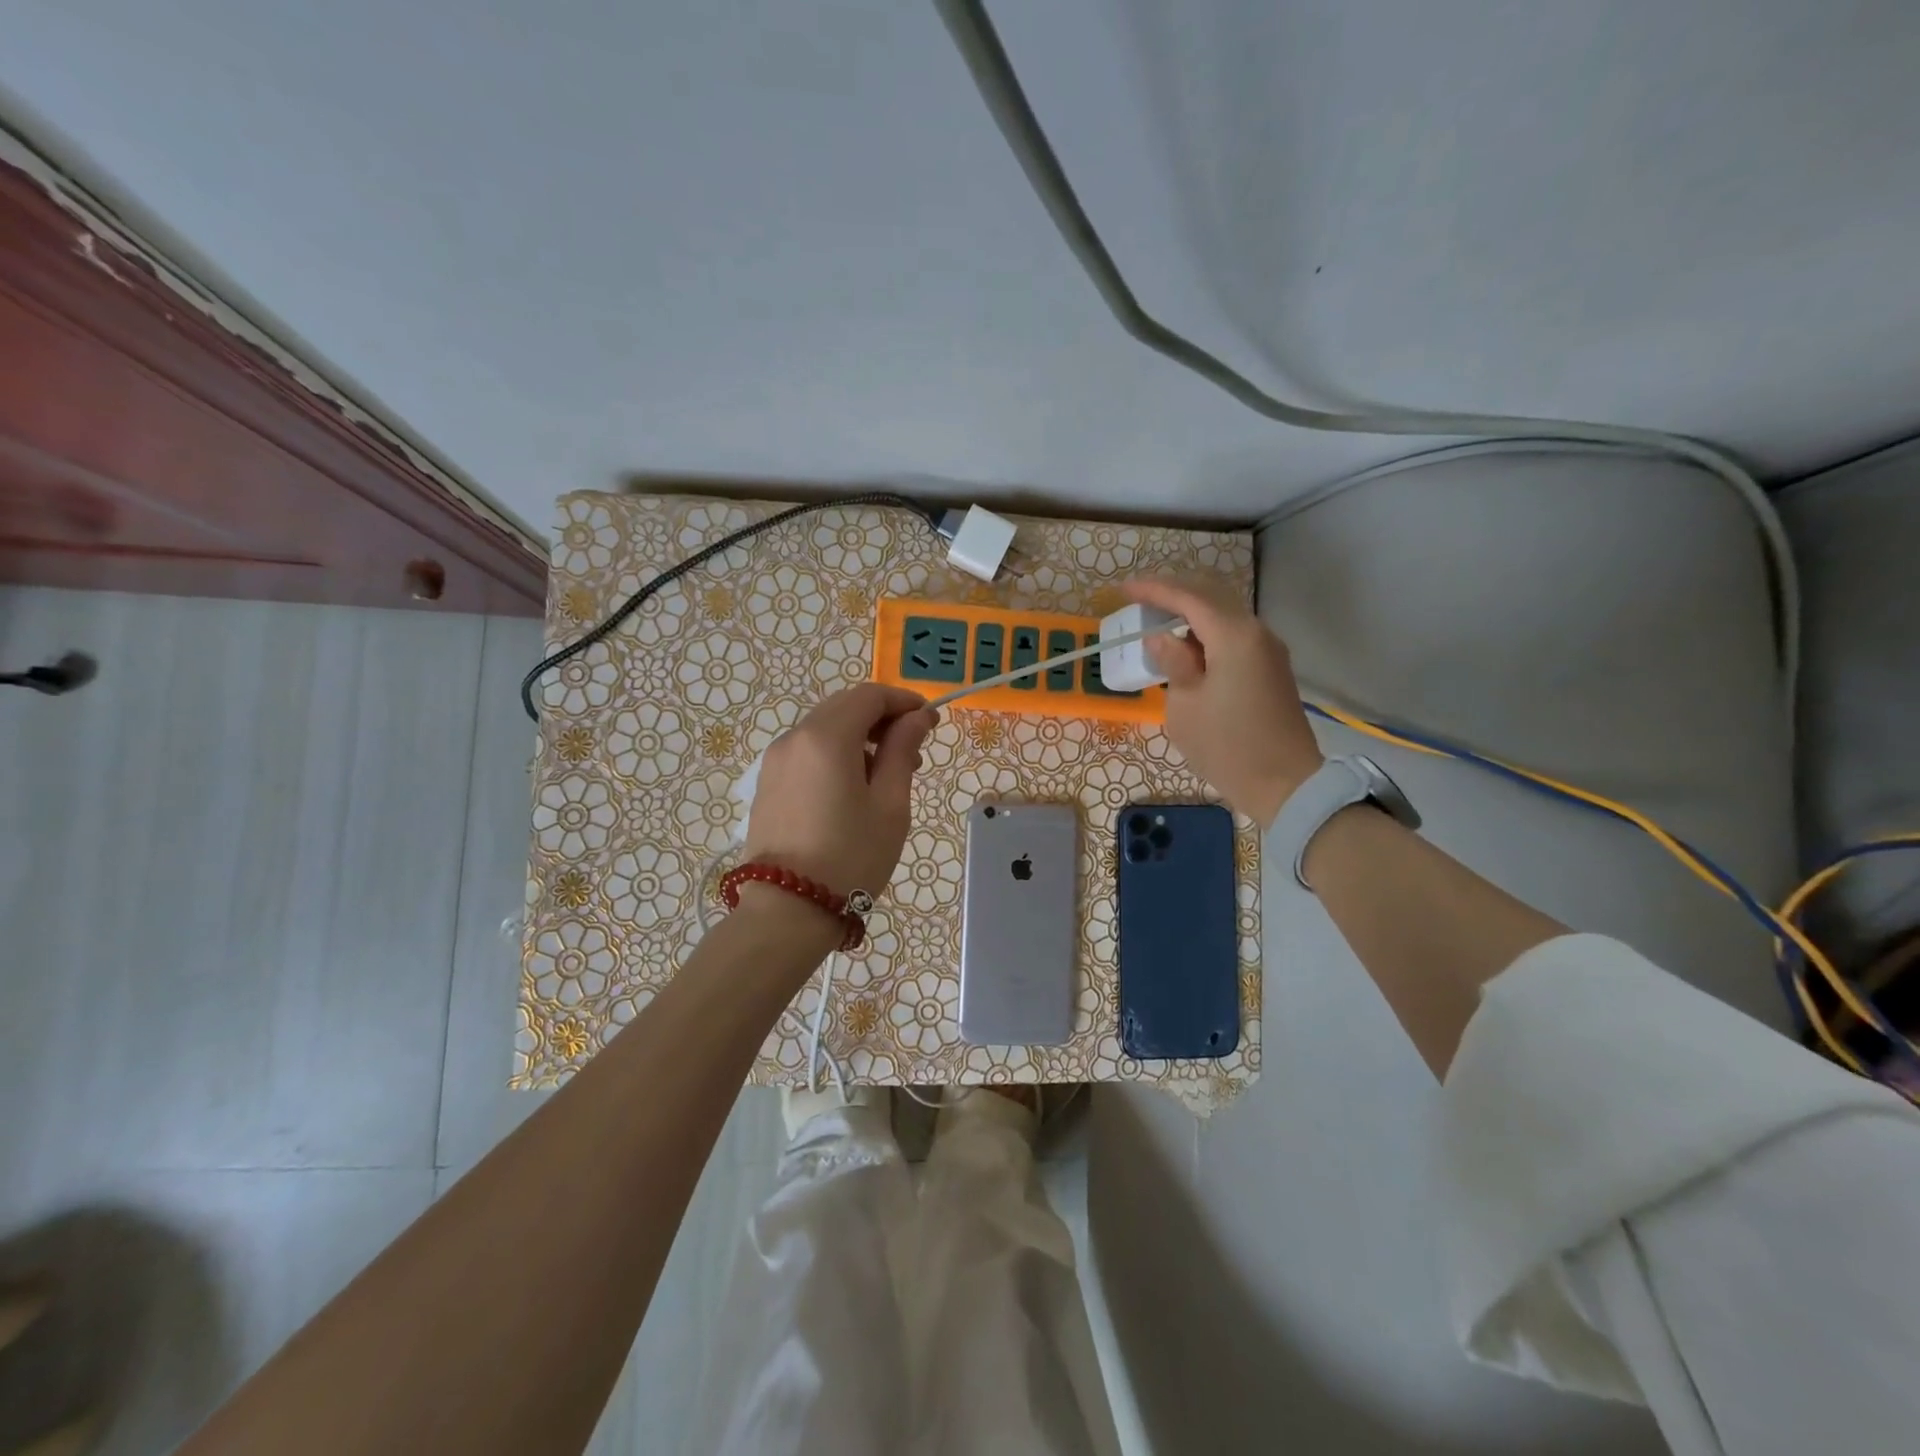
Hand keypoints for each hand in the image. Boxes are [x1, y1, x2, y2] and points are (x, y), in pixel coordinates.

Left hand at [744, 683, 936, 898]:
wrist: (787, 911)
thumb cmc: (850, 857)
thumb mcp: (889, 805)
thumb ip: (902, 751)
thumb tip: (918, 717)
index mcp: (826, 737)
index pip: (869, 695)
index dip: (903, 701)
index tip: (930, 721)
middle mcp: (794, 738)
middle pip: (844, 706)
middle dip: (882, 718)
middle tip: (912, 751)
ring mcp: (775, 760)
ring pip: (824, 728)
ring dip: (859, 737)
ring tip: (886, 776)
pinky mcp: (767, 783)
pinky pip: (807, 751)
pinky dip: (835, 754)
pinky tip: (852, 789)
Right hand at [1124, 578, 1323, 828]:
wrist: (1286, 785)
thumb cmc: (1227, 747)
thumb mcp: (1185, 707)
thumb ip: (1173, 663)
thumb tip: (1162, 639)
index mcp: (1234, 637)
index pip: (1189, 598)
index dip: (1154, 590)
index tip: (1123, 589)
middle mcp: (1256, 632)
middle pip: (1211, 597)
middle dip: (1174, 593)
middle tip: (1140, 600)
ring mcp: (1268, 650)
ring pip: (1224, 614)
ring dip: (1191, 613)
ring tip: (1158, 621)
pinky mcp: (1271, 668)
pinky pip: (1234, 635)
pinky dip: (1207, 631)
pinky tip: (1186, 645)